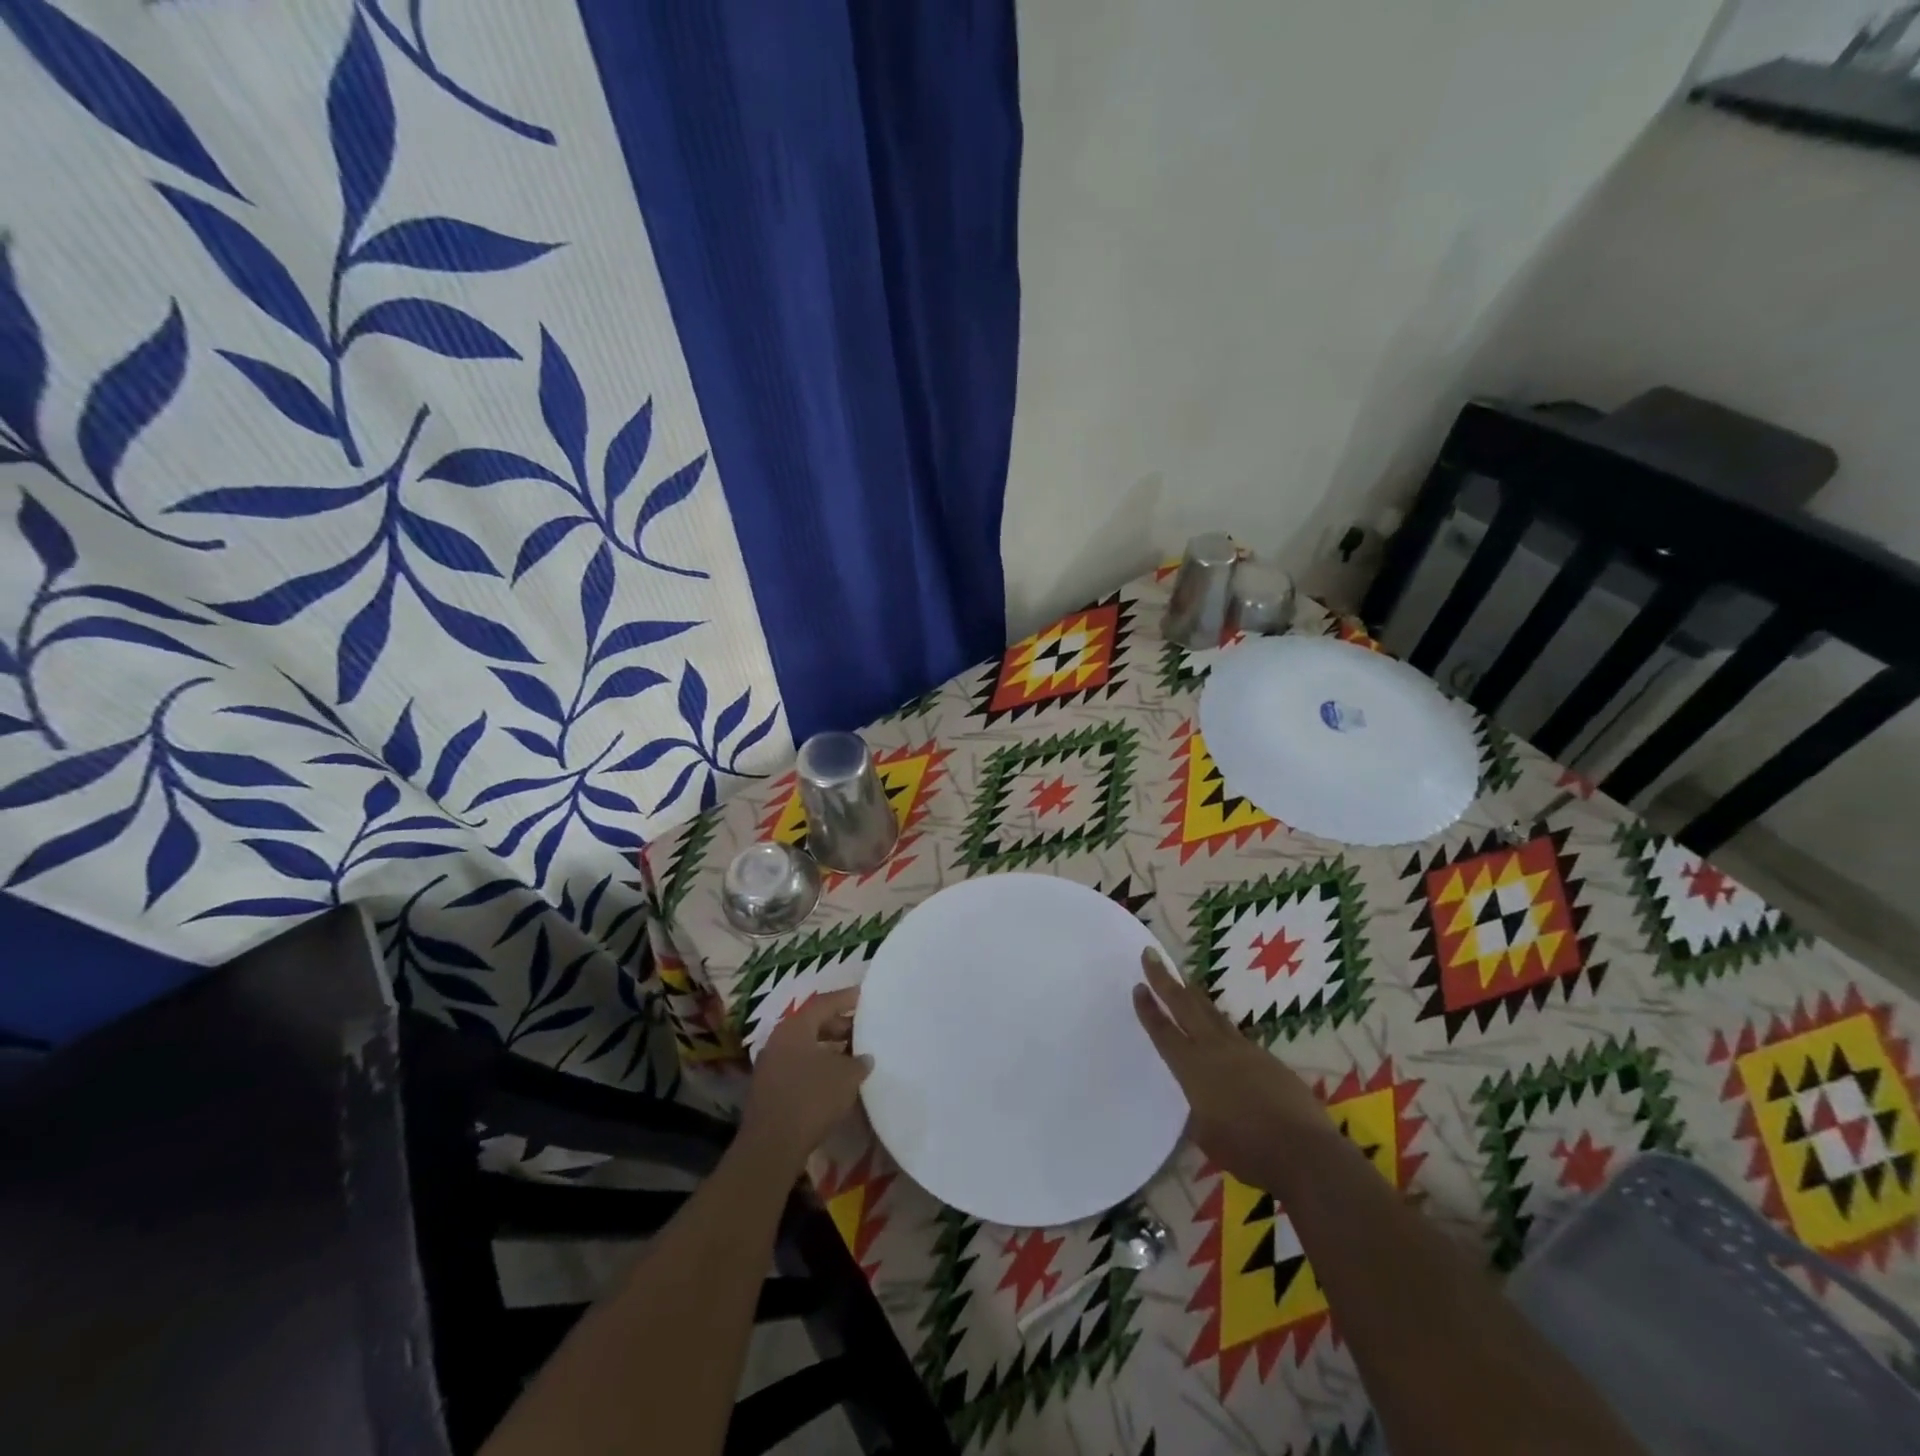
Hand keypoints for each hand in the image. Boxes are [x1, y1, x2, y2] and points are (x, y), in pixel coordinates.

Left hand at [740, 988, 872, 1174]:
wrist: (771, 1146)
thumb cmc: (811, 1098)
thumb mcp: (846, 1076)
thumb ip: (859, 1061)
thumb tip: (864, 1058)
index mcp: (795, 1026)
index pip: (824, 1003)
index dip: (846, 998)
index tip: (865, 996)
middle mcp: (779, 1039)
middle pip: (813, 1023)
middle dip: (839, 1025)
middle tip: (862, 1029)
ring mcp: (770, 1064)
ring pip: (804, 1046)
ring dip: (828, 1048)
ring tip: (852, 1055)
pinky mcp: (768, 1088)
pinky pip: (797, 1065)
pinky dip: (816, 1065)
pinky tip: (833, 1079)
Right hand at [1132, 947, 1328, 1191]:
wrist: (1304, 1152)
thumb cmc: (1247, 1151)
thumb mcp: (1206, 1135)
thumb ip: (1198, 1110)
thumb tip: (1201, 1102)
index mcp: (1193, 1068)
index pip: (1163, 1032)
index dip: (1148, 1009)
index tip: (1138, 985)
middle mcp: (1215, 1050)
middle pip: (1185, 1005)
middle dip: (1165, 979)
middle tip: (1151, 955)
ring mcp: (1244, 1050)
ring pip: (1213, 1014)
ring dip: (1194, 996)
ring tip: (1185, 982)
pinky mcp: (1268, 1059)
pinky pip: (1235, 1035)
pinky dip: (1220, 1025)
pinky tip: (1221, 1033)